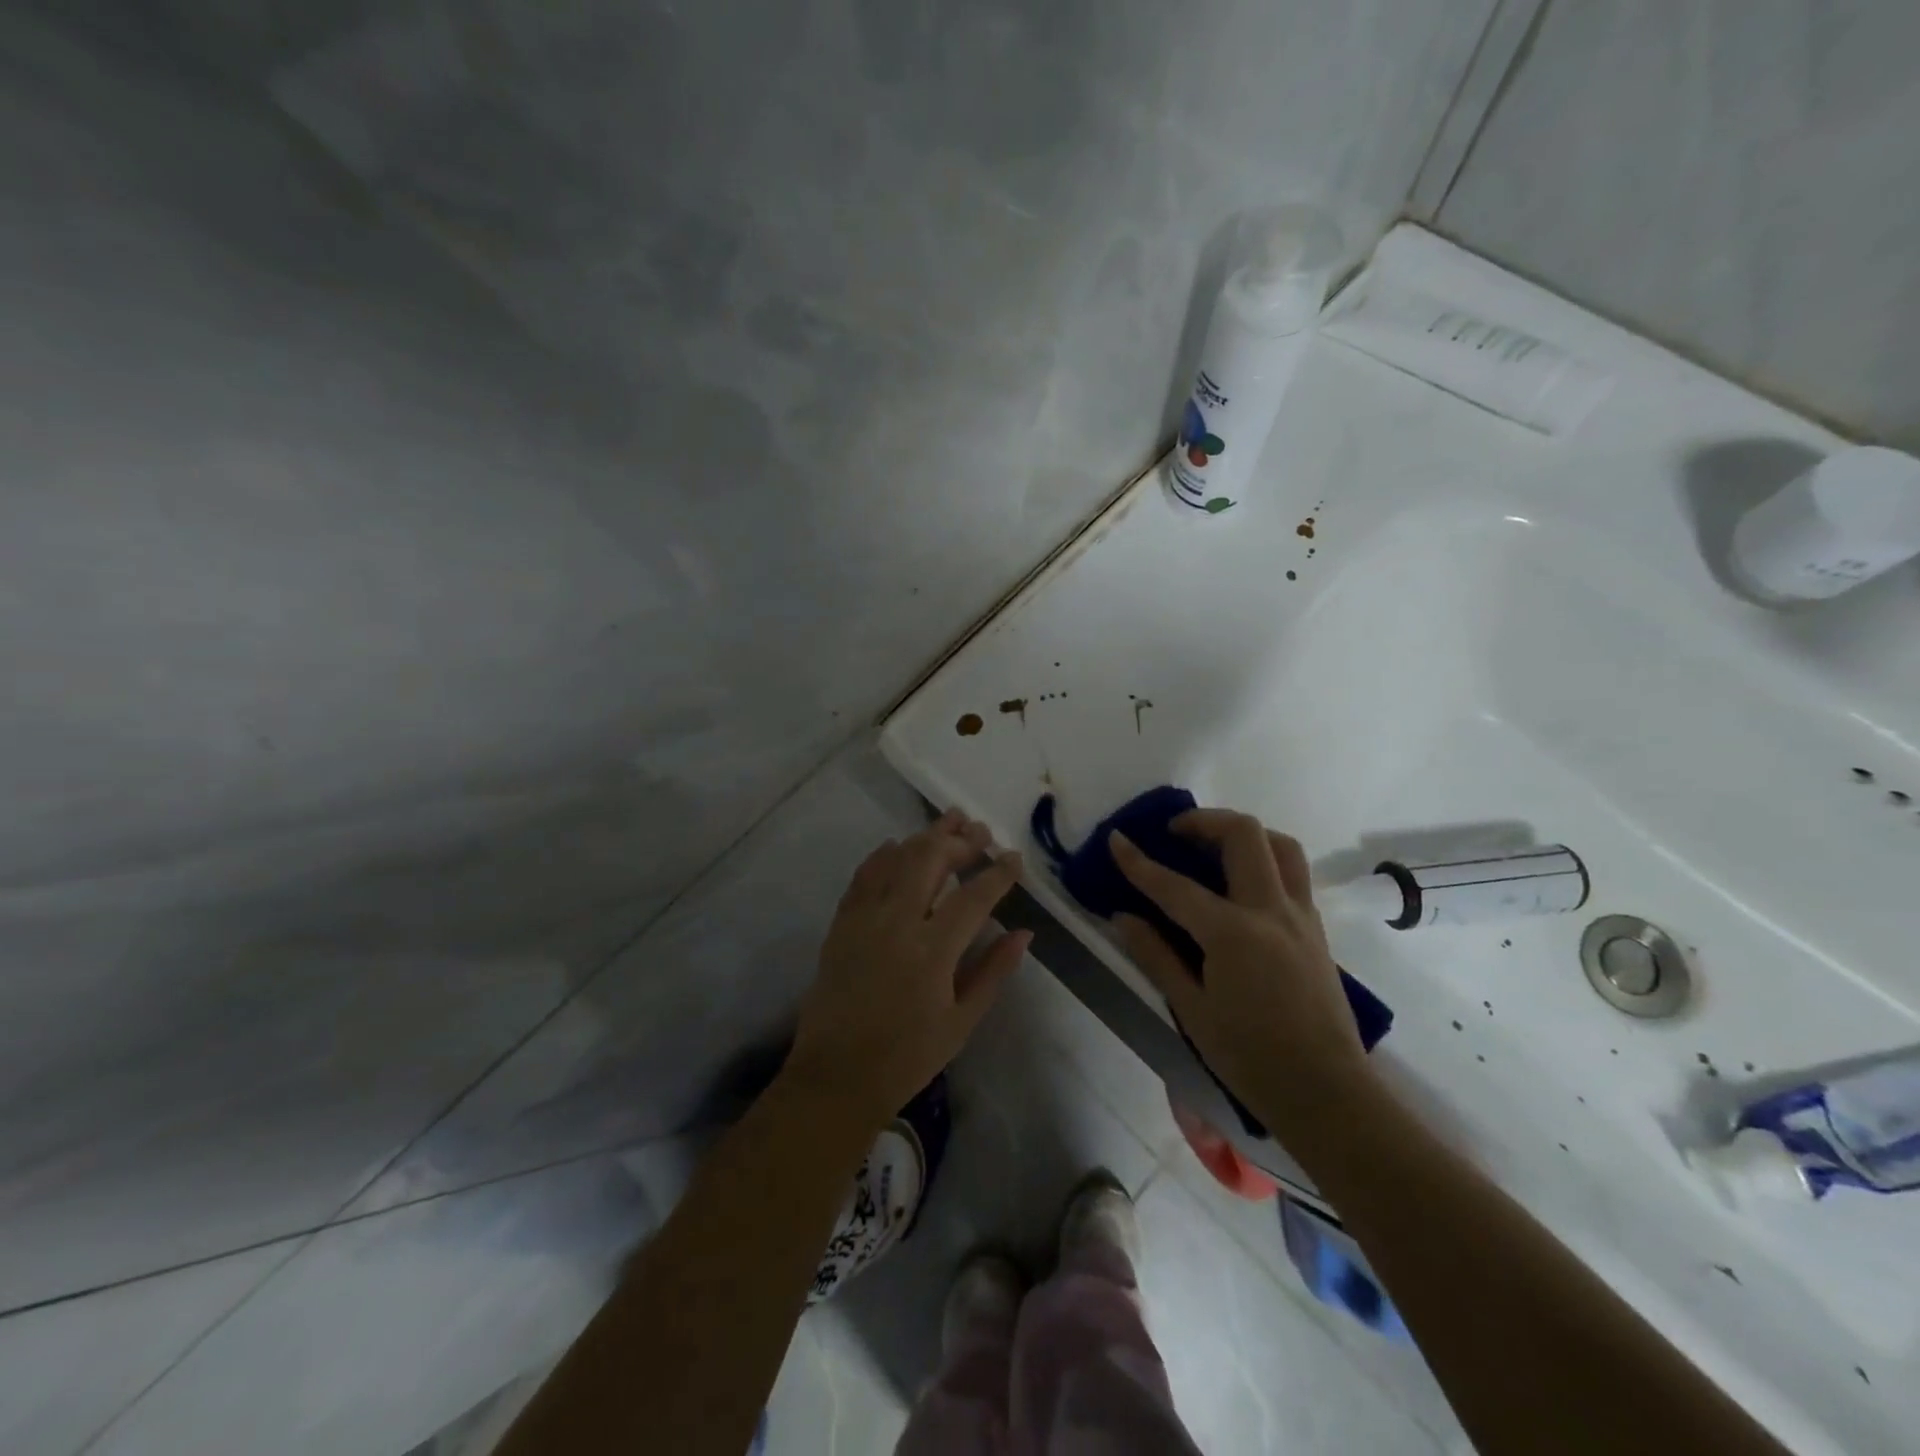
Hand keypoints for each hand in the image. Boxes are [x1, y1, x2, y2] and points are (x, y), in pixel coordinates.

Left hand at [786, 809, 1029, 1124]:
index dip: (998, 872)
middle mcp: (898, 923)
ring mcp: (864, 919)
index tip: (1014, 858)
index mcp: (933, 951)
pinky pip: (862, 876)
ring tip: (949, 822)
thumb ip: (993, 971)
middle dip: (960, 840)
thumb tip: (1023, 933)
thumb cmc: (907, 1057)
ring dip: (925, 837)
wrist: (836, 1077)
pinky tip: (896, 845)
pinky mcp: (841, 924)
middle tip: (980, 832)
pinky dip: (882, 856)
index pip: (974, 896)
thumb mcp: (961, 1022)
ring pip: (896, 859)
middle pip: (931, 860)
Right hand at [1110, 809, 1375, 1137]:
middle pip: (1244, 835)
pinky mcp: (1316, 930)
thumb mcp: (1192, 1010)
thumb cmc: (1251, 1058)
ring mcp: (1300, 916)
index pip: (1174, 885)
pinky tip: (1241, 886)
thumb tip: (1123, 917)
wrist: (1327, 1093)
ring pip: (1281, 845)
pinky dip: (1264, 860)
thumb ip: (1156, 956)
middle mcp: (1270, 910)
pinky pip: (1293, 873)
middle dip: (1204, 822)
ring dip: (1244, 834)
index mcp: (1232, 932)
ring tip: (1214, 848)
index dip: (1139, 861)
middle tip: (1175, 834)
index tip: (1116, 839)